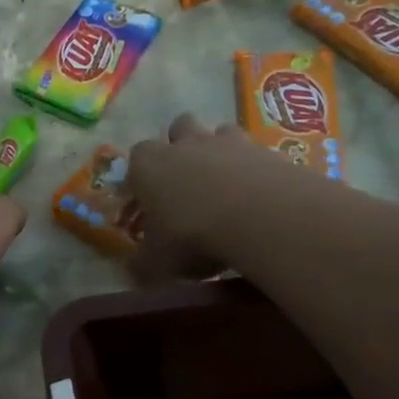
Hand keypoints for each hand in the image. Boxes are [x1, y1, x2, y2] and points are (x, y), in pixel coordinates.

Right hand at [126, 114, 272, 283]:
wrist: (259, 216)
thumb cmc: (192, 234)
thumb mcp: (158, 261)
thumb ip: (143, 264)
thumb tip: (132, 271)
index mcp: (149, 165)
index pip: (136, 158)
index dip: (141, 176)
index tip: (146, 198)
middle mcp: (185, 145)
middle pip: (178, 127)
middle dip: (180, 146)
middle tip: (186, 180)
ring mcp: (228, 143)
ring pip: (219, 131)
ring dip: (219, 151)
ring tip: (225, 183)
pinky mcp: (265, 150)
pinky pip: (255, 153)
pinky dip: (254, 169)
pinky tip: (258, 196)